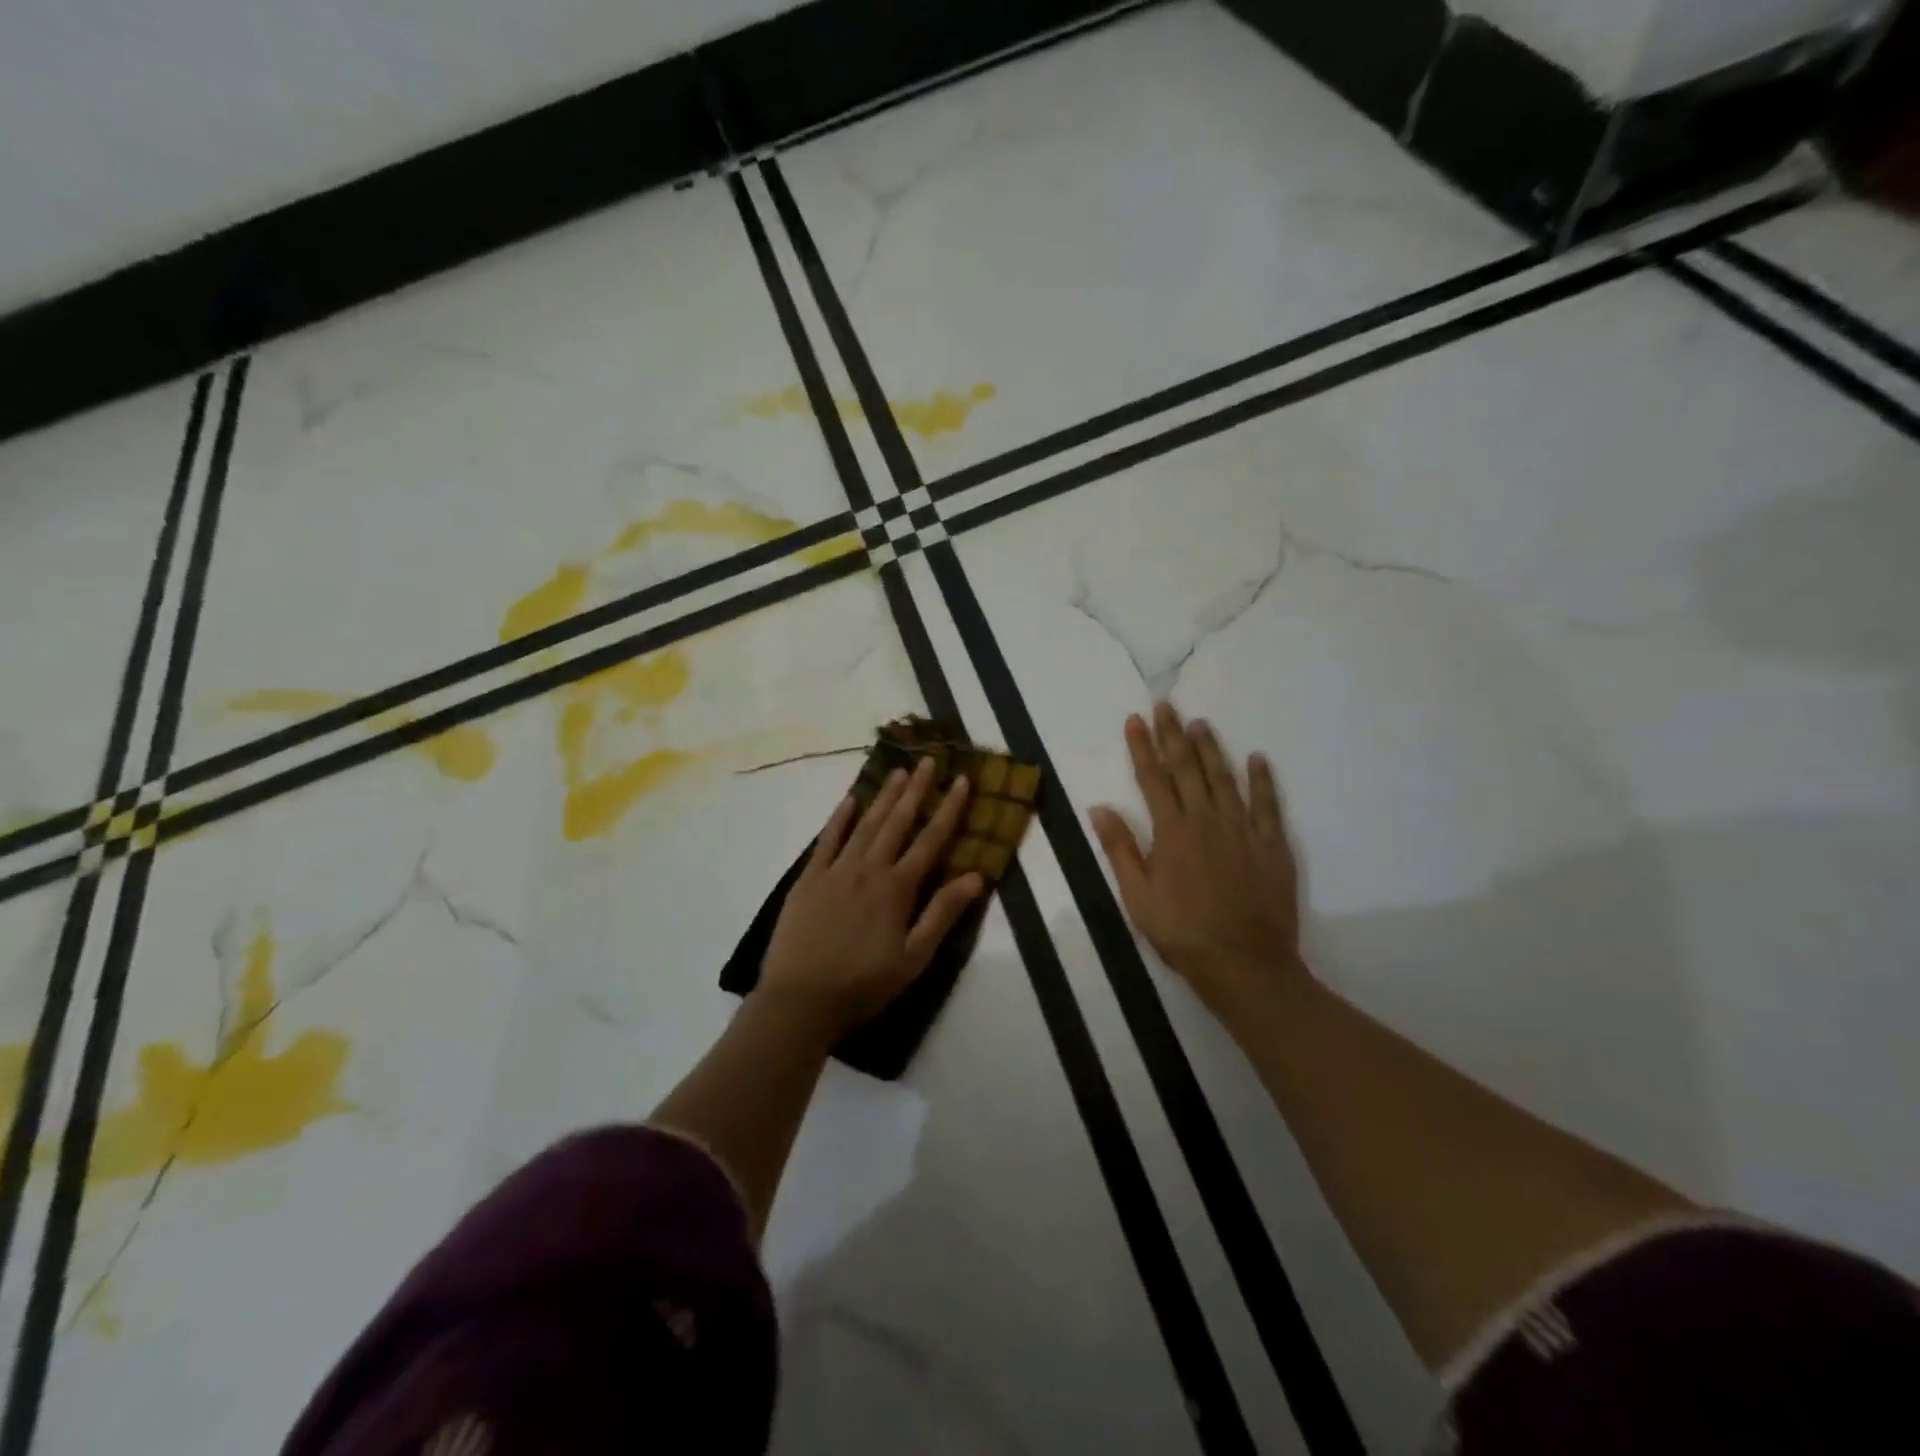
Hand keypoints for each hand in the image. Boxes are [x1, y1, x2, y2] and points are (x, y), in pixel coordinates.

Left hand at [760, 759, 984, 1041]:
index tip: (961, 780)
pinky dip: (839, 818)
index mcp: (897, 888)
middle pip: (897, 821)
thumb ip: (943, 914)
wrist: (800, 1000)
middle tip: (929, 760)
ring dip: (884, 796)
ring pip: (865, 824)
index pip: (930, 839)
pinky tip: (850, 799)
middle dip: (916, 790)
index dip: (948, 809)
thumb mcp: (914, 958)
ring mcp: (836, 870)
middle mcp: (869, 869)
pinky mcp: (808, 879)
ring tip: (899, 770)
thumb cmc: (863, 984)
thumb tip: (975, 876)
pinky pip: (826, 840)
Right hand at [1091, 703, 1305, 1006]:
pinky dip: (1263, 779)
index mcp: (1171, 832)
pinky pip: (1268, 804)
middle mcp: (1206, 820)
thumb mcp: (1137, 897)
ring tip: (1200, 723)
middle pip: (1187, 768)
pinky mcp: (1272, 845)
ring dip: (1211, 748)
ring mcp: (1242, 830)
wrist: (1245, 964)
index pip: (1153, 779)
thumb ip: (1120, 849)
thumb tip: (1100, 807)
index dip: (1142, 747)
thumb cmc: (1183, 933)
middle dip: (1174, 735)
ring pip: (1224, 778)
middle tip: (1167, 705)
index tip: (1135, 719)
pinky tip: (1257, 758)